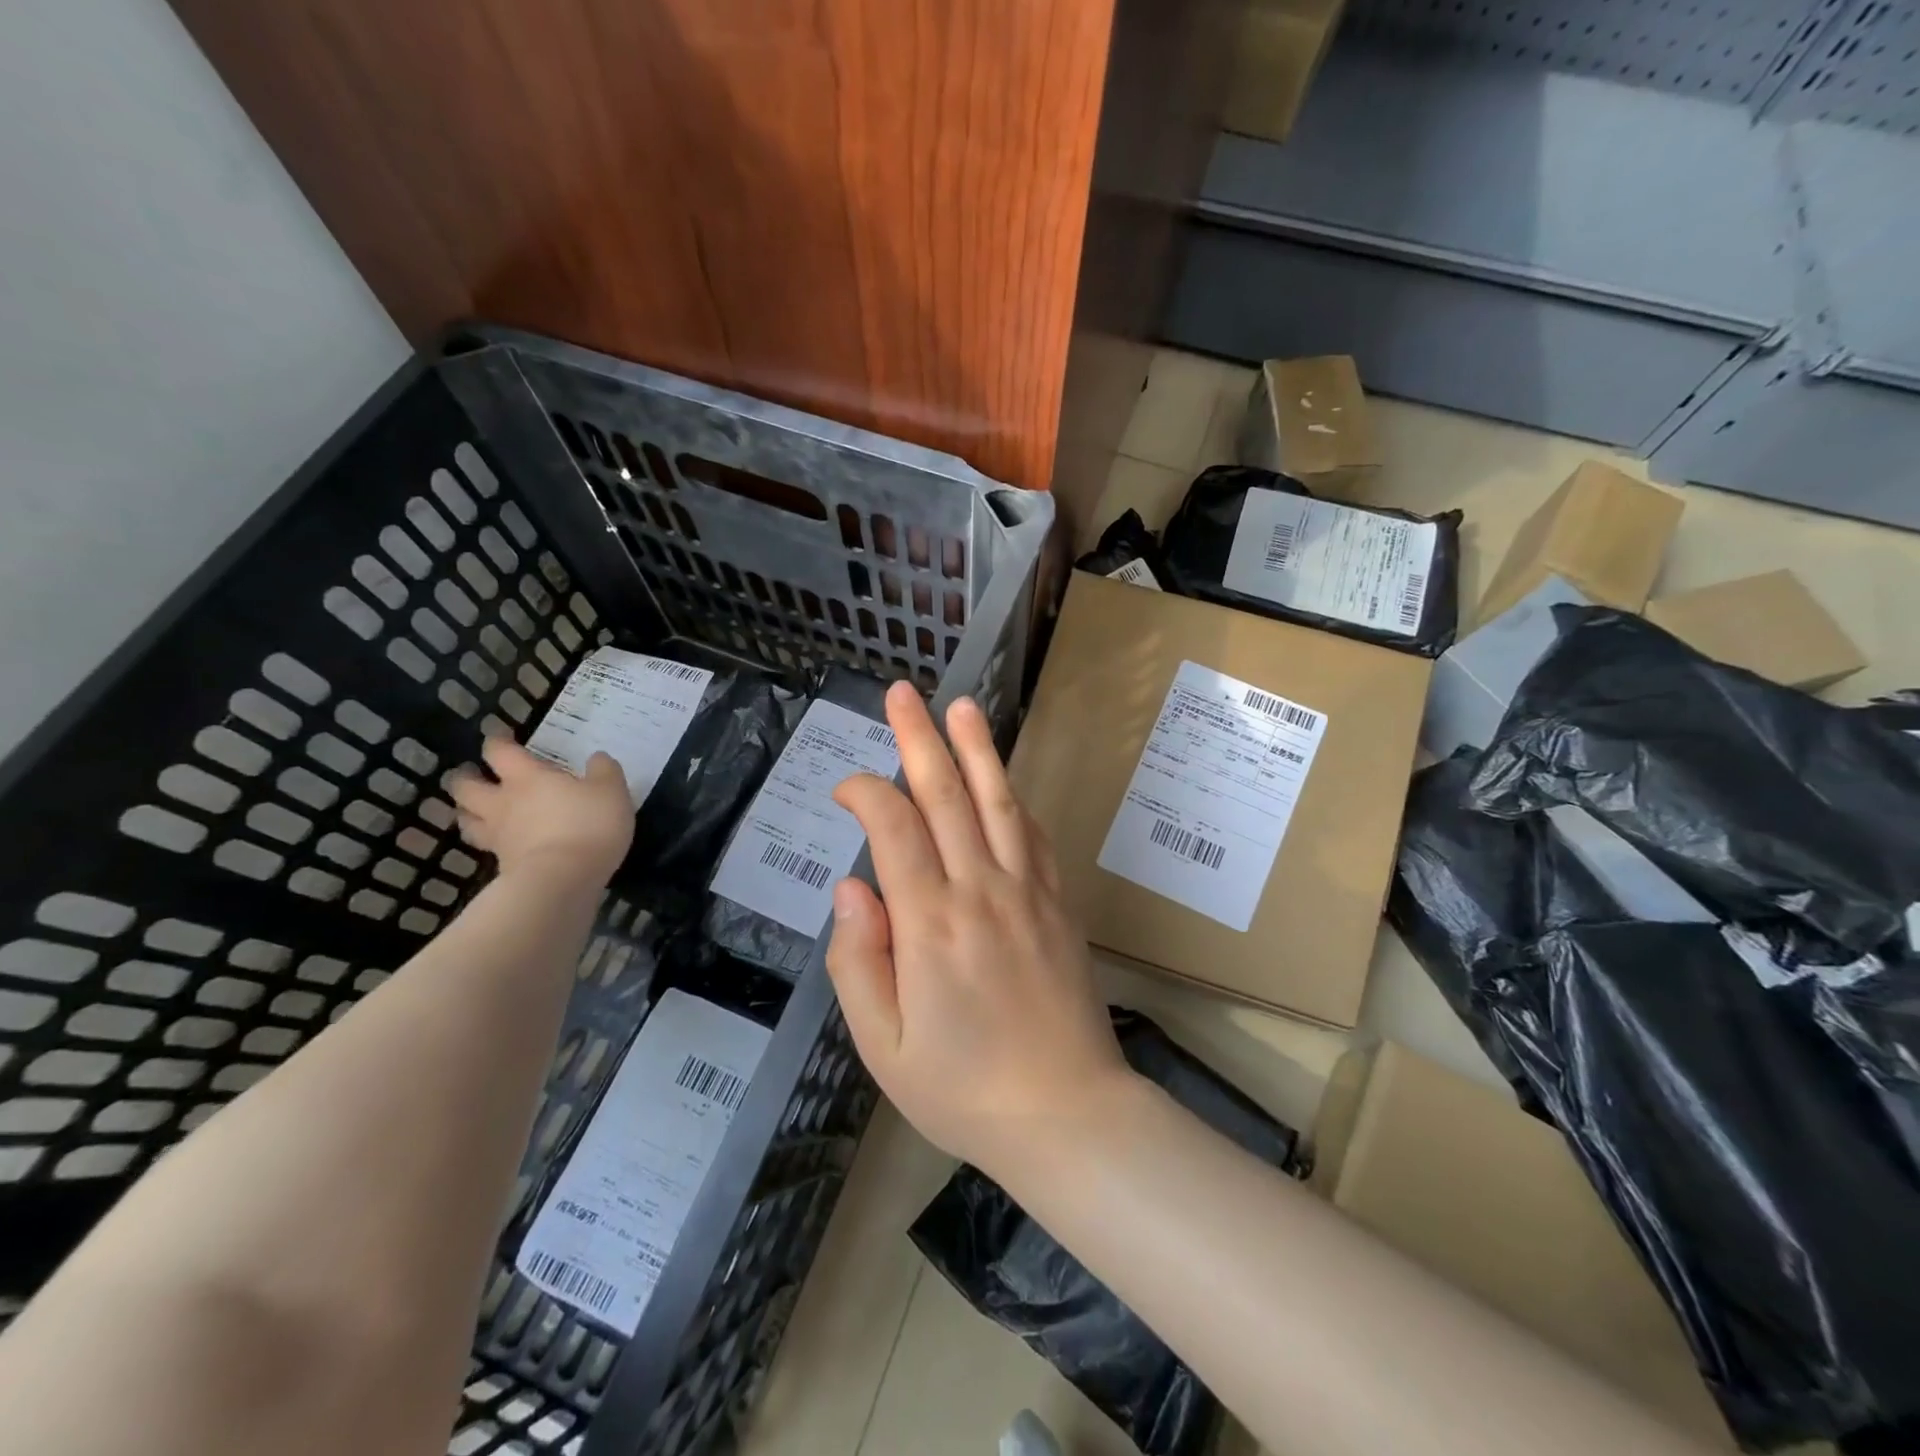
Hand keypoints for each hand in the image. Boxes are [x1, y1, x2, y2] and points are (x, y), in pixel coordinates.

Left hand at [448, 739, 632, 882]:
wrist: (565, 879)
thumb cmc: (589, 825)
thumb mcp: (612, 791)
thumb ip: (604, 771)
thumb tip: (597, 758)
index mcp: (528, 778)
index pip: (500, 752)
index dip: (497, 741)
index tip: (500, 736)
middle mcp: (504, 802)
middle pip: (466, 786)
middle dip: (465, 777)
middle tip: (472, 774)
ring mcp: (499, 835)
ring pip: (466, 818)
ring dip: (466, 810)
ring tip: (473, 808)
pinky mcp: (502, 864)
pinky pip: (485, 846)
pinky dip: (487, 840)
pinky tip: (500, 840)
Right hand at [828, 682, 1131, 1178]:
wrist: (1066, 1114)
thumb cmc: (963, 1089)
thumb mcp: (883, 1045)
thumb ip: (858, 961)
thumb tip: (852, 887)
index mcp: (930, 924)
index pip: (893, 830)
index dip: (867, 793)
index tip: (846, 787)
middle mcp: (981, 891)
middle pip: (946, 796)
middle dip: (919, 739)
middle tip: (902, 694)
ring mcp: (1028, 891)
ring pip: (998, 802)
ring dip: (976, 750)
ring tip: (961, 707)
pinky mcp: (1058, 903)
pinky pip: (1034, 836)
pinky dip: (1013, 800)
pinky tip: (1002, 780)